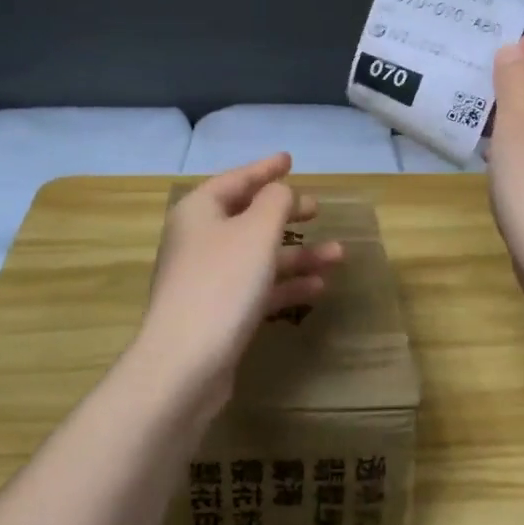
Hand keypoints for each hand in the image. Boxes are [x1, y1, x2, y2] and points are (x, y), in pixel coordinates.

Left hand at [137, 153, 344, 403]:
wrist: (185, 364)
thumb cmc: (222, 284)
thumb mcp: (256, 232)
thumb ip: (276, 202)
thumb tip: (281, 192)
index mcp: (200, 211)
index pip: (236, 179)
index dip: (265, 169)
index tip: (289, 159)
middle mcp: (199, 240)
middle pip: (248, 217)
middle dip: (286, 213)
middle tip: (318, 207)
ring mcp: (207, 278)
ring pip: (258, 256)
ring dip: (297, 254)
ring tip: (338, 255)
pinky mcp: (217, 312)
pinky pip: (257, 287)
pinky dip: (285, 285)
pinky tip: (317, 288)